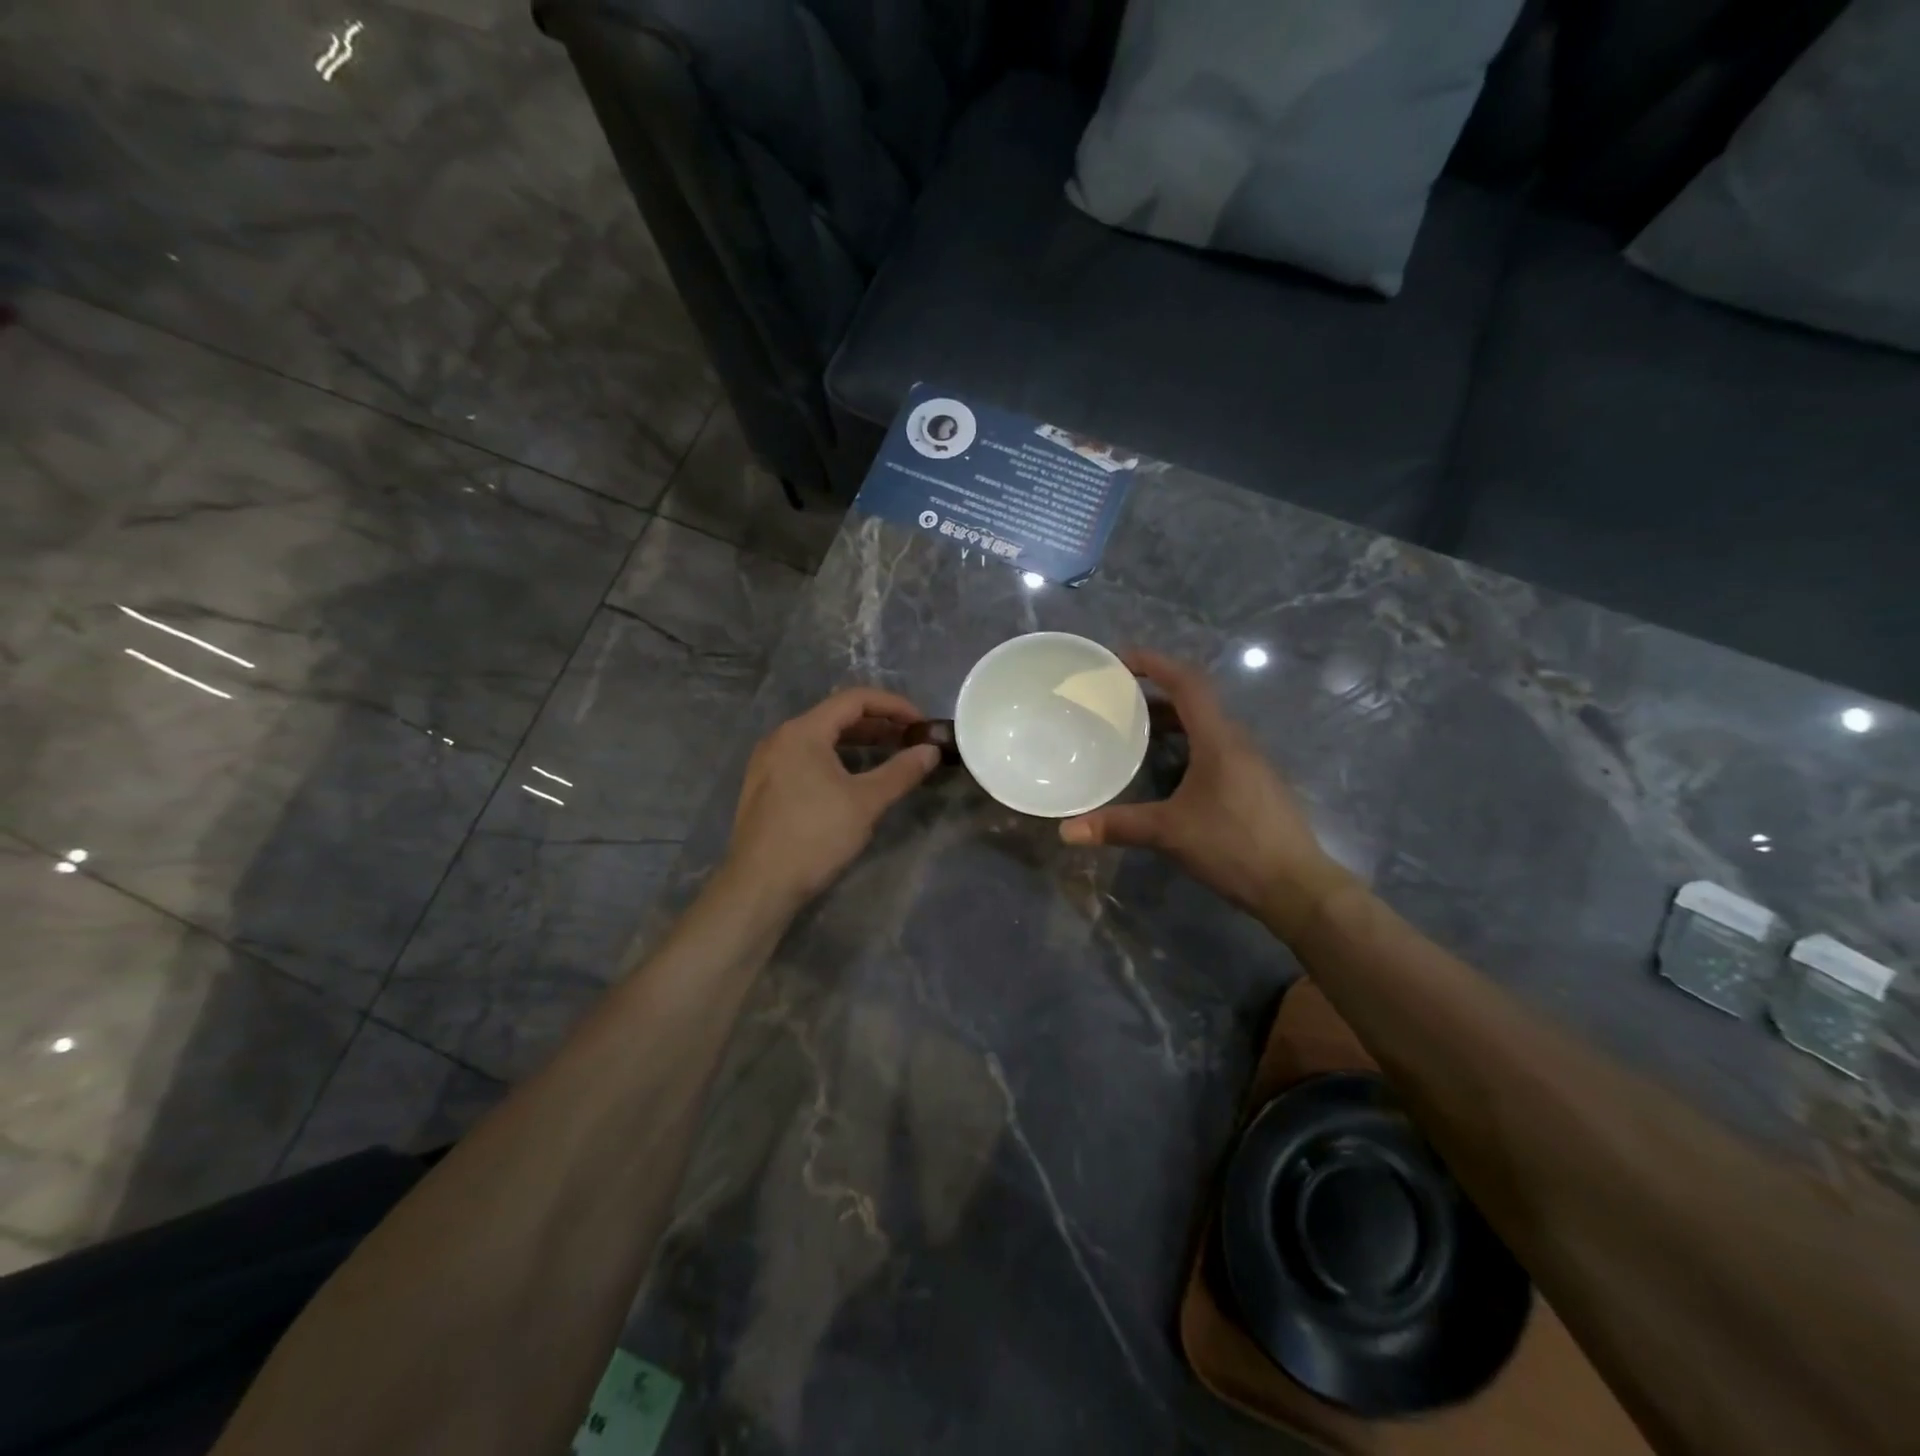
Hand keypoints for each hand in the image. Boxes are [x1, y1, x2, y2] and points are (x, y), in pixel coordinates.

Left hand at [722, 688, 941, 914]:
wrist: (760, 885)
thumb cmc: (815, 836)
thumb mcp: (866, 802)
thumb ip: (901, 771)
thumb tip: (930, 750)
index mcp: (803, 731)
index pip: (855, 699)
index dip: (894, 706)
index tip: (921, 723)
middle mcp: (781, 737)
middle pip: (836, 716)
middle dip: (878, 724)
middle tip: (910, 740)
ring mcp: (768, 762)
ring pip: (820, 738)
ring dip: (857, 743)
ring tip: (889, 756)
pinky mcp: (765, 785)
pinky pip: (806, 757)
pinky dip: (836, 758)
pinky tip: (853, 779)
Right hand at [1059, 651, 1355, 939]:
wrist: (1297, 887)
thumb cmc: (1234, 847)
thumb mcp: (1169, 833)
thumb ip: (1117, 826)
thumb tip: (1066, 831)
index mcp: (1219, 739)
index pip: (1186, 682)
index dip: (1153, 663)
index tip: (1118, 659)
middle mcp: (1237, 741)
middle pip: (1194, 700)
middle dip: (1153, 691)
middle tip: (1115, 697)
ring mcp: (1250, 763)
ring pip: (1205, 725)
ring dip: (1169, 719)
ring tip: (1132, 729)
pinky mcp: (1254, 783)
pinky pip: (1214, 747)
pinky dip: (1185, 743)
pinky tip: (1166, 769)